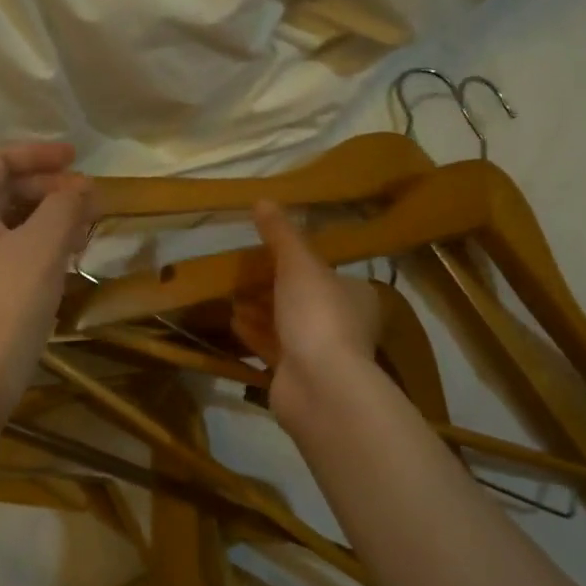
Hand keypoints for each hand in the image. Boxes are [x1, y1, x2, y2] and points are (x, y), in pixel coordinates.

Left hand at [0, 142, 92, 422]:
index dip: (37, 153)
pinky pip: (16, 254)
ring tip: (86, 229)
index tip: (77, 159)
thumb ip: (65, 208)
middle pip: (6, 191)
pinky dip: (44, 247)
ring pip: (14, 225)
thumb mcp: (40, 249)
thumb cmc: (4, 307)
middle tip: (89, 200)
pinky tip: (69, 261)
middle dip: (50, 189)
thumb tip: (83, 186)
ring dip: (51, 219)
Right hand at [231, 200, 381, 424]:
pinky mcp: (297, 377)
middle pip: (304, 299)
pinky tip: (232, 321)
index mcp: (355, 296)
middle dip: (273, 287)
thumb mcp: (299, 264)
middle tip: (242, 272)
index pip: (327, 273)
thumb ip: (281, 234)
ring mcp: (320, 354)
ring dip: (260, 310)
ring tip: (230, 294)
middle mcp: (343, 324)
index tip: (268, 253)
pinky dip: (254, 334)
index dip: (298, 262)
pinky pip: (273, 348)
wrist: (320, 386)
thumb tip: (262, 199)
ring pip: (286, 325)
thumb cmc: (318, 315)